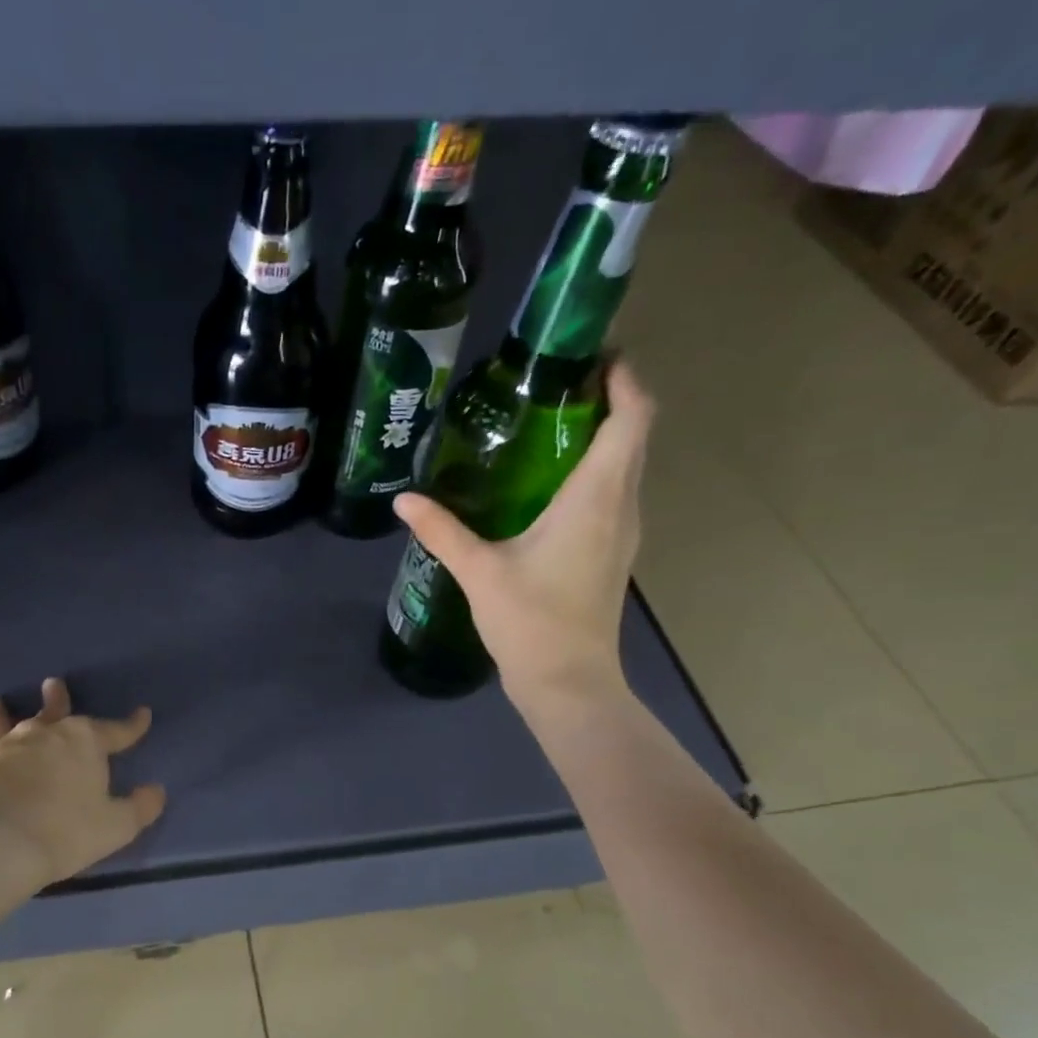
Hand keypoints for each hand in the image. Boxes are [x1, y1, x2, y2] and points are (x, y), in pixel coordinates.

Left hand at [0, 677, 165, 886]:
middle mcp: (42, 735)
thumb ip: (140, 807)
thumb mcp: (117, 825)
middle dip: (57, 699)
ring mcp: (2, 749)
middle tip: (53, 685)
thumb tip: (156, 791)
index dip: (132, 725)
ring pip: (1, 724)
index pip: (116, 730)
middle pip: (53, 711)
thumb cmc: (67, 831)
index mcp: (83, 741)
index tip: (143, 715)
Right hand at [394, 360, 653, 727]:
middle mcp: (622, 506)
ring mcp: (624, 532)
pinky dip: (597, 470)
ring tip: (553, 423)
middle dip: (610, 400)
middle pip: (635, 435)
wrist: (568, 681)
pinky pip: (616, 492)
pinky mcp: (614, 552)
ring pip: (627, 465)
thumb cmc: (531, 621)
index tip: (592, 356)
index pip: (632, 418)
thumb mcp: (479, 571)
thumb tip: (403, 501)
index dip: (623, 380)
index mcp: (596, 498)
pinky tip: (552, 482)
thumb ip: (442, 530)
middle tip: (558, 384)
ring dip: (605, 436)